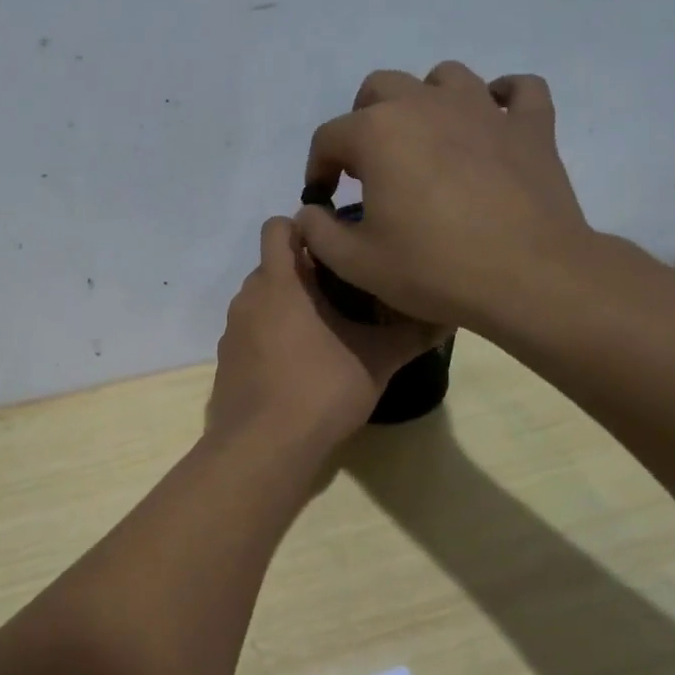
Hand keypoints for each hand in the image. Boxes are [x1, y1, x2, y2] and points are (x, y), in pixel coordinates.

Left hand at [207, 218, 439, 455]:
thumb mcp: (376, 360)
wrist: (263, 447)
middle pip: (273, 265)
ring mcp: (231, 331)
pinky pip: (251, 331)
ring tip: (327, 329)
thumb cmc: (321, 389)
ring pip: (262, 300)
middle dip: (305, 271)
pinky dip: (272, 335)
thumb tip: (448, 317)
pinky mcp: (226, 360)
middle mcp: (247, 298)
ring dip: (289, 305)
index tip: (338, 246)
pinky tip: (299, 364)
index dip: (306, 228)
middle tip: (345, 292)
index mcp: (278, 282)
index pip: (278, 227)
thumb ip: (410, 334)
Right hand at [295, 64, 597, 341]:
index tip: (325, 201)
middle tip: (370, 167)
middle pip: (379, 88)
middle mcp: (425, 104)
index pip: (328, 137)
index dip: (318, 169)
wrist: (528, 278)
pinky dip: (501, 99)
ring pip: (444, 77)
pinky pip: (518, 90)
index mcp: (377, 132)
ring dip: (426, 101)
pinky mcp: (530, 125)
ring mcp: (483, 108)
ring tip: (426, 141)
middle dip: (364, 122)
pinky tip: (492, 123)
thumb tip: (310, 212)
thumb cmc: (432, 268)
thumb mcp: (355, 262)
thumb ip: (317, 232)